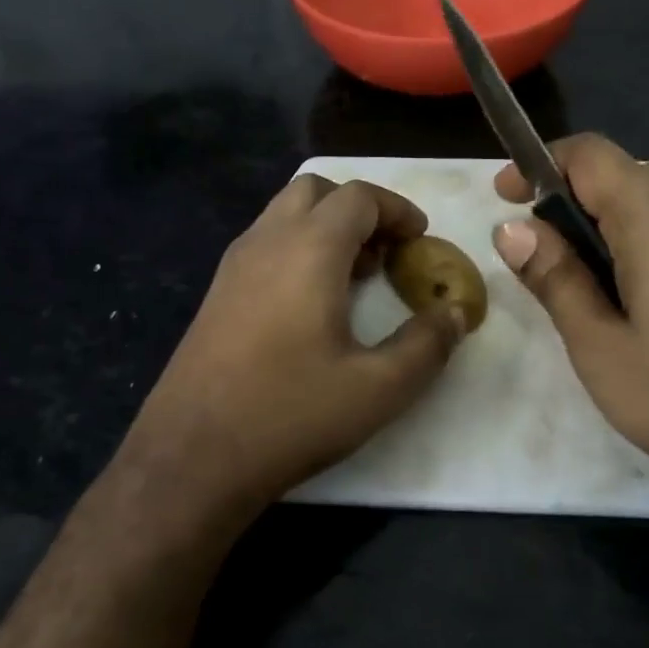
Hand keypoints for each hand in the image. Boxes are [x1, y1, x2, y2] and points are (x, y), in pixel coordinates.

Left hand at [121, 175, 466, 518]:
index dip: (397, 209)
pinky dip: (297, 250)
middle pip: (315, 191)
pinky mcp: (215, 295)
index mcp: (308, 250)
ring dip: (325, 229)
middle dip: (358, 208)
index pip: (358, 196)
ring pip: (283, 215)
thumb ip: (427, 345)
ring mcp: (232, 267)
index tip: (420, 238)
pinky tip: (312, 306)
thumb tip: (455, 314)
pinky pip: (264, 246)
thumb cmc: (291, 414)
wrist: (193, 456)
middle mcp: (265, 243)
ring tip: (355, 278)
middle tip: (386, 251)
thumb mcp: (379, 389)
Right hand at [493, 135, 648, 525]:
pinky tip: (635, 299)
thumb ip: (554, 278)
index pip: (589, 154)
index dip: (539, 166)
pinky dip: (643, 240)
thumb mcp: (599, 346)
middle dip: (570, 202)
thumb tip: (511, 227)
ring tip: (583, 287)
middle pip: (621, 174)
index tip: (505, 199)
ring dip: (607, 225)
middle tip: (540, 261)